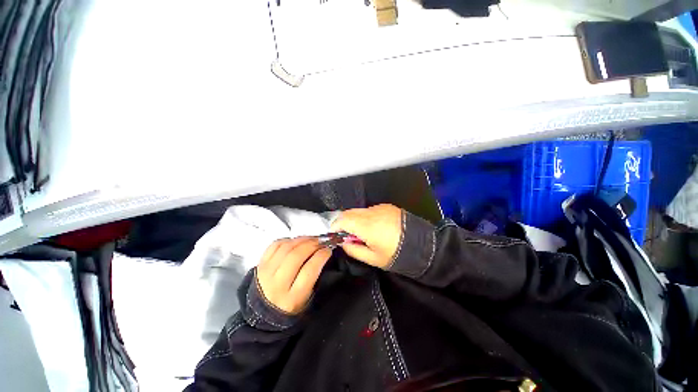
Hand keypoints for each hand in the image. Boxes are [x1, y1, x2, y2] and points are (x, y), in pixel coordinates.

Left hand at [257, 237, 331, 314]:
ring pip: (286, 248)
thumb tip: (323, 252)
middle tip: (321, 242)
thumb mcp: (307, 299)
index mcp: (292, 298)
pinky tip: (296, 241)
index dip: (321, 256)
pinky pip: (275, 245)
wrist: (262, 314)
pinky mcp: (260, 264)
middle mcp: (277, 284)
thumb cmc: (290, 306)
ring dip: (302, 240)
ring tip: (311, 240)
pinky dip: (288, 240)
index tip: (328, 250)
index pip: (309, 270)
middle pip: (296, 256)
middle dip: (312, 245)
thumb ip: (315, 277)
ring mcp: (266, 273)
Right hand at [330, 204, 402, 268]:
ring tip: (361, 232)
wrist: (421, 245)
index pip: (343, 220)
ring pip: (359, 210)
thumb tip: (344, 242)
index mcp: (367, 226)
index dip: (335, 225)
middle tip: (346, 234)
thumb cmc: (396, 255)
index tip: (334, 233)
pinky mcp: (387, 206)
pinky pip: (370, 209)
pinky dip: (365, 216)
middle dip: (343, 221)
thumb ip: (354, 250)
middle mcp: (372, 213)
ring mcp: (380, 208)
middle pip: (349, 212)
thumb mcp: (373, 259)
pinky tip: (373, 226)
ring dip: (354, 218)